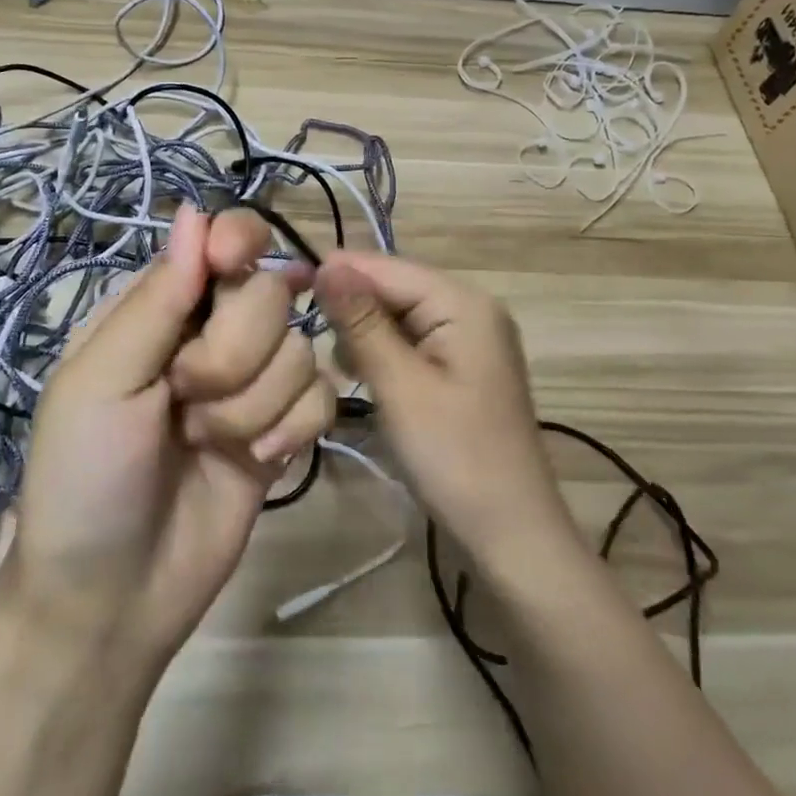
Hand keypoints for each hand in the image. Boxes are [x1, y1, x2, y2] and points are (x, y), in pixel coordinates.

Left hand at [0, 205, 334, 672]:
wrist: (114, 594)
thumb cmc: (84, 478)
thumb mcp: (100, 382)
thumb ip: (155, 299)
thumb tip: (197, 212)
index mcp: (160, 308)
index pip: (221, 241)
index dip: (239, 243)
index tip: (232, 266)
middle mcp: (212, 333)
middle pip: (270, 293)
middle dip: (233, 352)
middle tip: (186, 397)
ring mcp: (254, 382)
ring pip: (301, 348)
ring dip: (255, 403)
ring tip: (209, 442)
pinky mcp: (286, 427)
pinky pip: (322, 396)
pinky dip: (294, 429)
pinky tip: (259, 462)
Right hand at [314, 252, 579, 578]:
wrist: (510, 532)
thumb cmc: (453, 455)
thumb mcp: (400, 385)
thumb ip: (362, 321)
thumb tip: (328, 263)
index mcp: (464, 303)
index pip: (389, 267)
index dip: (339, 273)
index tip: (285, 287)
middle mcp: (471, 309)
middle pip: (396, 289)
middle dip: (353, 309)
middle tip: (309, 341)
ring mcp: (470, 340)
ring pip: (400, 317)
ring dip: (365, 334)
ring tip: (341, 368)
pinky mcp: (462, 369)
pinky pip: (413, 343)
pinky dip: (385, 355)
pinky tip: (365, 378)